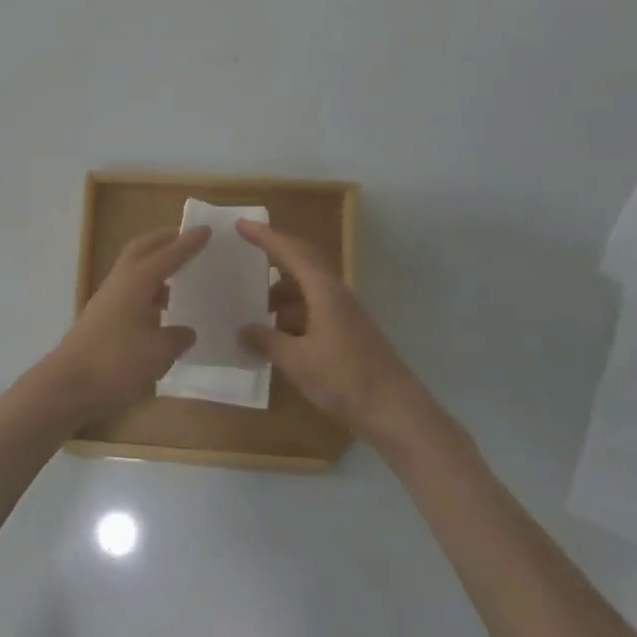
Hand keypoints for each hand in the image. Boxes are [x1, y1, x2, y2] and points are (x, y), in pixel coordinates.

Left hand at [38, 225, 212, 431]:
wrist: (66, 387)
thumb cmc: (115, 363)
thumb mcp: (157, 353)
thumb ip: (176, 338)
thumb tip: (186, 331)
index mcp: (136, 282)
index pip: (167, 255)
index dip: (187, 243)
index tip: (206, 230)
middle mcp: (120, 283)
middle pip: (141, 250)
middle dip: (164, 241)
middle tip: (188, 239)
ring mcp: (106, 301)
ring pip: (133, 271)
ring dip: (155, 267)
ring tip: (180, 276)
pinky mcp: (100, 319)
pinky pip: (129, 293)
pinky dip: (148, 292)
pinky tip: (162, 312)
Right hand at [236, 221, 434, 448]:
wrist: (395, 412)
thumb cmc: (344, 379)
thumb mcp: (296, 360)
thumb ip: (266, 341)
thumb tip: (242, 329)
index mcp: (324, 291)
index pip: (291, 252)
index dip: (265, 237)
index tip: (241, 224)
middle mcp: (335, 294)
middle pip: (303, 263)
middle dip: (274, 256)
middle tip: (245, 255)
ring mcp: (345, 314)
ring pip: (307, 290)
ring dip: (281, 293)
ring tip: (252, 306)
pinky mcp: (348, 333)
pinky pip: (314, 310)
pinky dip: (292, 314)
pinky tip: (276, 334)